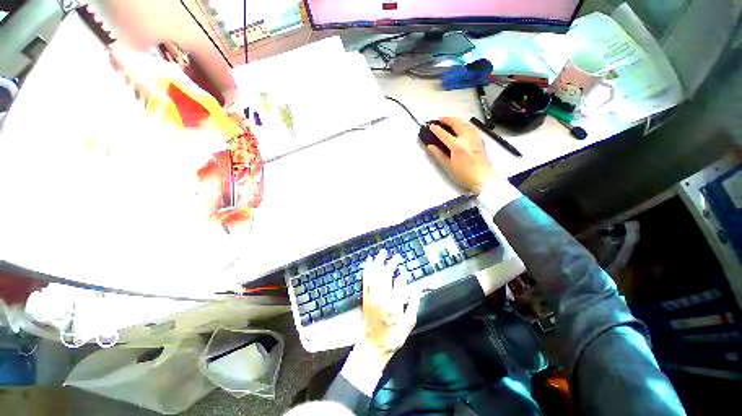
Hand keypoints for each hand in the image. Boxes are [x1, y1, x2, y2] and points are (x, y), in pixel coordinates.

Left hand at [358, 249, 420, 370]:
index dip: (402, 278)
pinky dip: (367, 268)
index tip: (405, 272)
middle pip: (386, 276)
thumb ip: (412, 306)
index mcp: (393, 306)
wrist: (371, 347)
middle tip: (397, 256)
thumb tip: (416, 290)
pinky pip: (365, 279)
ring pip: (374, 275)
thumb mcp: (407, 325)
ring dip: (378, 262)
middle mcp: (381, 298)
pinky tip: (369, 261)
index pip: (399, 286)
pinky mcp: (365, 297)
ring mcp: (371, 296)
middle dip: (391, 264)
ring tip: (382, 252)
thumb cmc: (391, 337)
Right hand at [426, 117, 496, 193]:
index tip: (430, 126)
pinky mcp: (480, 140)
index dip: (436, 129)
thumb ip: (438, 154)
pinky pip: (471, 127)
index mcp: (457, 146)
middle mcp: (467, 139)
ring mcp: (475, 138)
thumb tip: (430, 146)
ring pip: (465, 123)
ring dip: (456, 120)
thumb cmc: (463, 175)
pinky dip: (464, 124)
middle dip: (447, 119)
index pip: (444, 134)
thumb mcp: (448, 166)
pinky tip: (462, 127)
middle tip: (439, 119)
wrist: (483, 178)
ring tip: (449, 121)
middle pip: (456, 123)